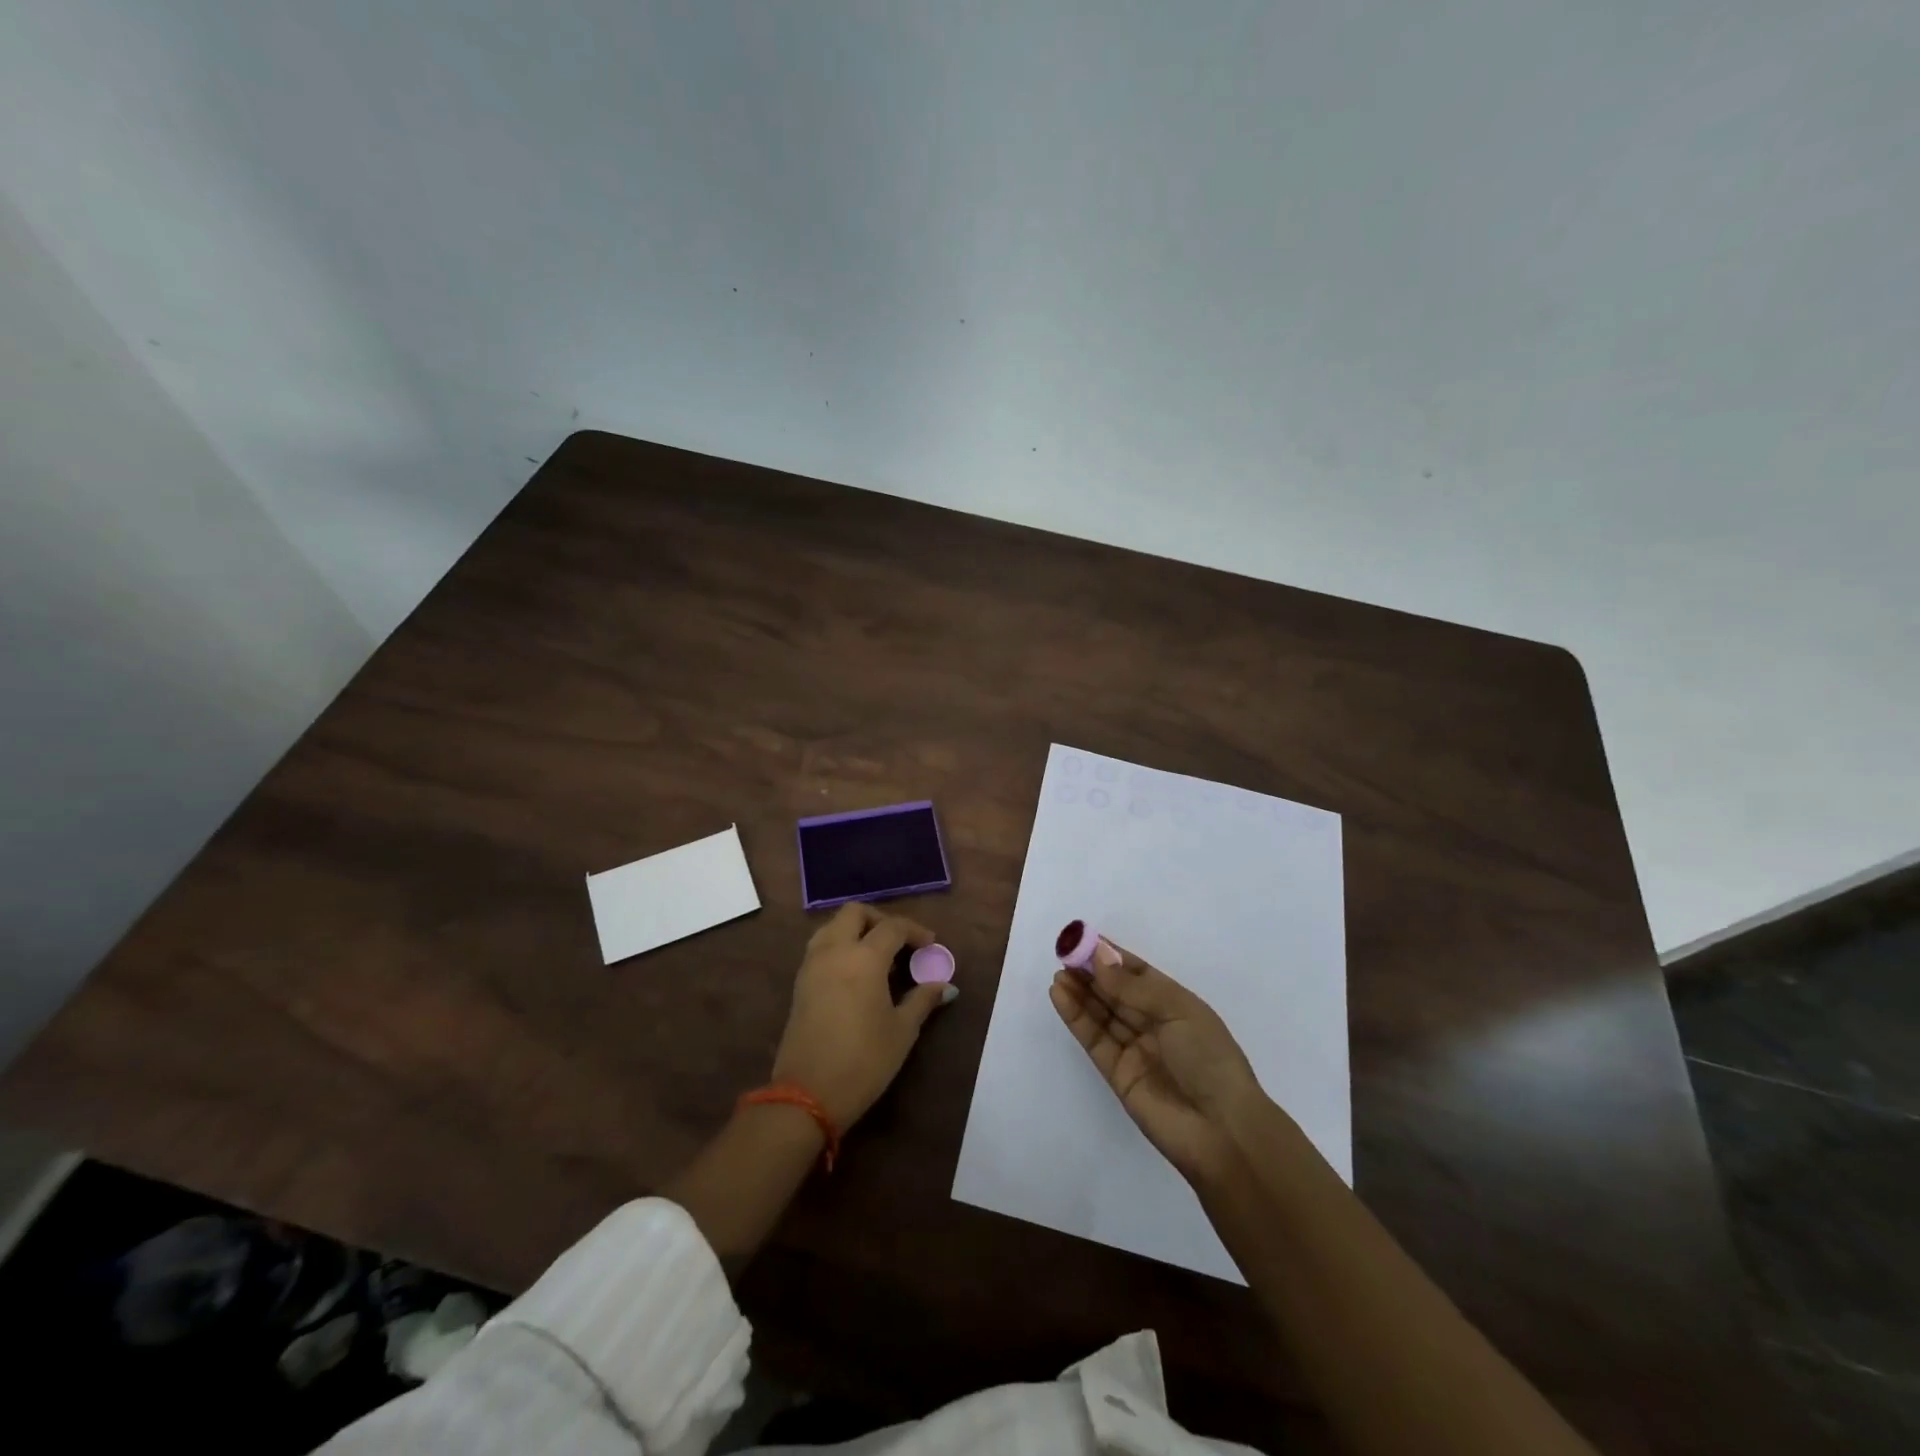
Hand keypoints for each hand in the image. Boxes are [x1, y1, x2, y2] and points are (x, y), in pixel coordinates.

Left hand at [772, 903, 953, 1129]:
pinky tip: (856, 974)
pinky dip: (840, 946)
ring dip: (856, 930)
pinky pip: (821, 947)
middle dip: (880, 919)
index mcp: (864, 957)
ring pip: (832, 926)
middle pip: (855, 913)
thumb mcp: (902, 1031)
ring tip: (878, 957)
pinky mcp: (800, 984)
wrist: (807, 1095)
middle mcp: (834, 951)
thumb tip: (945, 984)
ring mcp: (812, 965)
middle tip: (900, 943)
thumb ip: (923, 999)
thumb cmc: (864, 1061)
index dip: (915, 931)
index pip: (893, 926)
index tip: (931, 946)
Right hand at [1050, 938, 1263, 1182]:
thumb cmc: (1209, 1059)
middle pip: (1116, 992)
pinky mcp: (1117, 1074)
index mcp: (1176, 1005)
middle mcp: (1154, 1024)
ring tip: (1058, 972)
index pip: (1139, 973)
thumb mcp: (1177, 1011)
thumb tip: (1098, 958)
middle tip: (1064, 953)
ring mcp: (1135, 1050)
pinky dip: (1076, 1017)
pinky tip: (1060, 995)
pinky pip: (1094, 1039)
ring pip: (1102, 1013)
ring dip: (1080, 992)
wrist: (1222, 1130)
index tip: (1084, 939)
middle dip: (1091, 972)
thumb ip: (1133, 987)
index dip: (1112, 957)